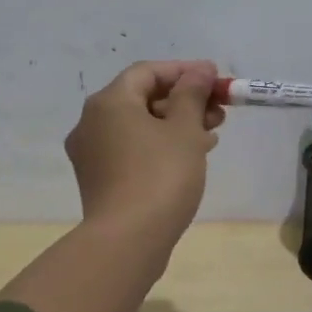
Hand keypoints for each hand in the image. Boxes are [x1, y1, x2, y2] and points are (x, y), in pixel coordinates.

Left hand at [65, 60, 223, 247]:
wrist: (128, 240)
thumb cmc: (161, 176)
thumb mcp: (184, 130)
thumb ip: (192, 94)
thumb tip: (199, 70)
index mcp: (109, 102)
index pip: (148, 72)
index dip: (184, 71)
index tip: (216, 79)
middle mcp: (92, 123)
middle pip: (143, 98)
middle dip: (184, 101)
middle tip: (219, 111)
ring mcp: (92, 154)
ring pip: (139, 126)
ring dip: (176, 125)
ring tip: (211, 136)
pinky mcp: (99, 180)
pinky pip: (132, 150)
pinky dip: (159, 146)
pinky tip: (189, 158)